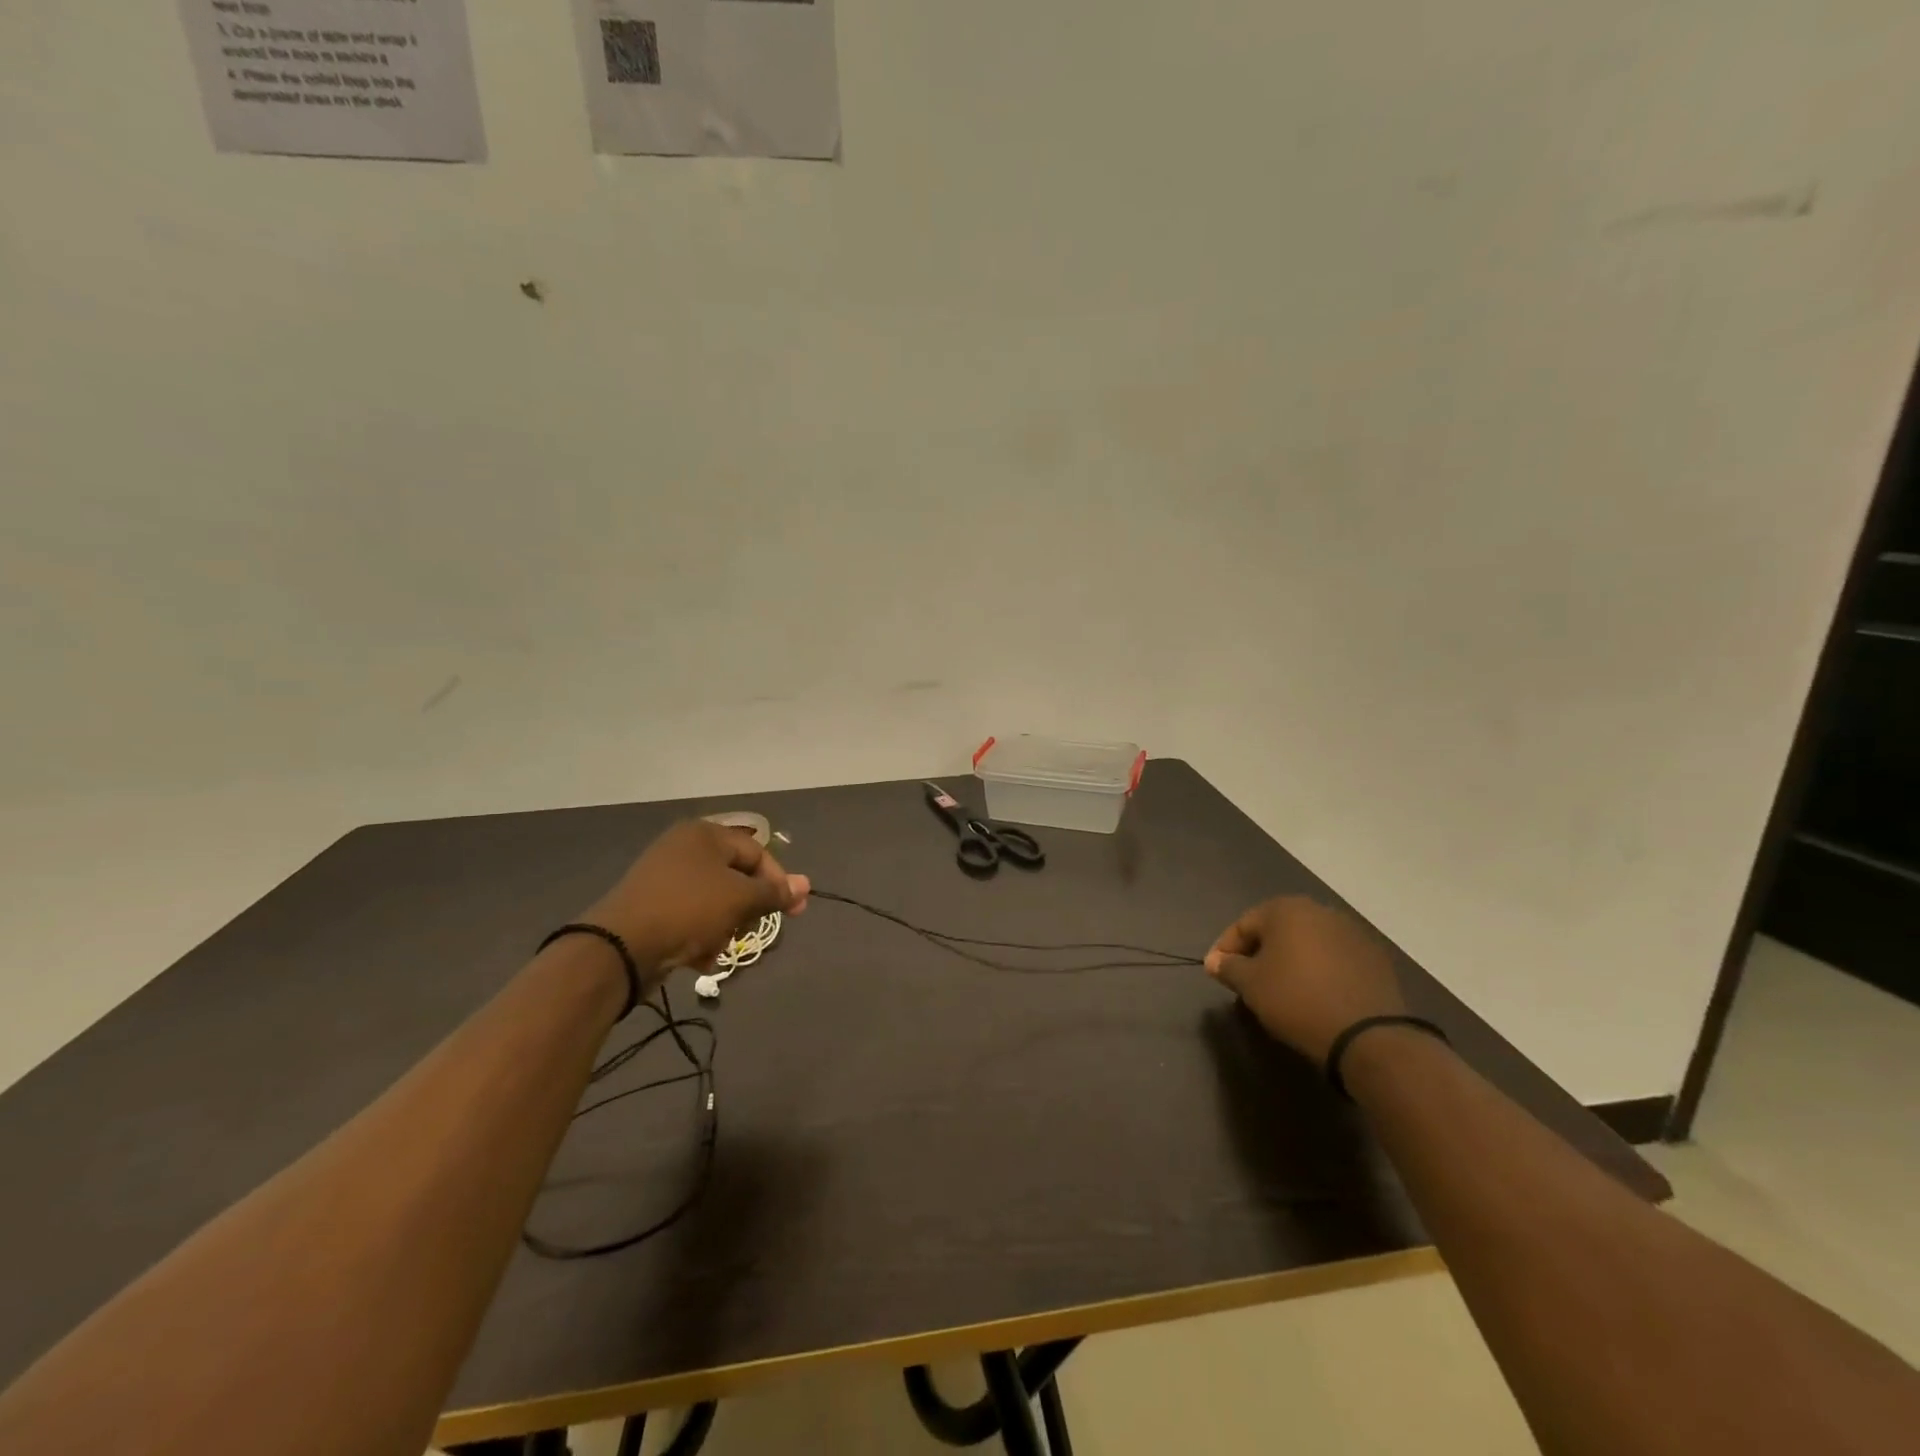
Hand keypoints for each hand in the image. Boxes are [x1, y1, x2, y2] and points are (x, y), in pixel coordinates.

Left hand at [584, 820, 810, 985]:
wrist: (620, 947)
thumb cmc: (688, 910)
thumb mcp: (740, 899)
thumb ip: (774, 892)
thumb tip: (805, 885)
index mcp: (705, 834)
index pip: (756, 852)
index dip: (778, 881)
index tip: (794, 911)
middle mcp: (683, 848)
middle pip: (735, 876)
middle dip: (747, 908)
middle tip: (750, 930)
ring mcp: (663, 877)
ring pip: (714, 900)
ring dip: (724, 926)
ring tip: (719, 947)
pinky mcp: (650, 905)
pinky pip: (690, 916)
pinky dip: (700, 934)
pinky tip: (699, 957)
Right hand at [1204, 896, 1405, 1064]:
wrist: (1368, 1035)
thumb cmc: (1296, 999)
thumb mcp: (1250, 985)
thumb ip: (1228, 967)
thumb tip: (1215, 961)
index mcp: (1286, 909)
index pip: (1243, 924)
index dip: (1225, 949)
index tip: (1218, 974)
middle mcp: (1319, 911)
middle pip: (1276, 930)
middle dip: (1259, 953)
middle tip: (1248, 981)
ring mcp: (1352, 932)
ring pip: (1307, 943)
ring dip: (1290, 961)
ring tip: (1281, 990)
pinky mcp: (1374, 958)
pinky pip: (1334, 959)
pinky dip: (1319, 971)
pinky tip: (1315, 995)